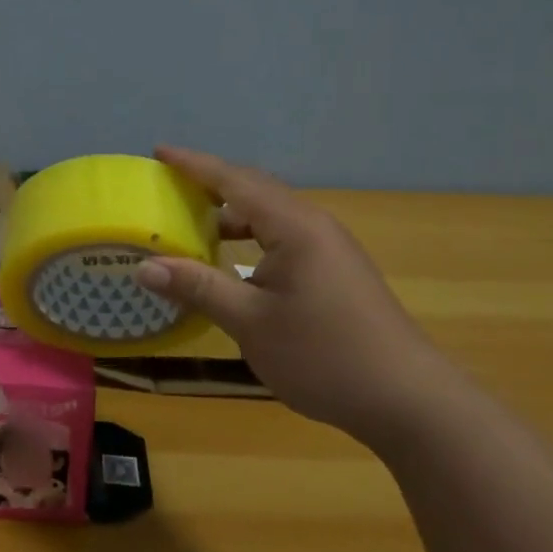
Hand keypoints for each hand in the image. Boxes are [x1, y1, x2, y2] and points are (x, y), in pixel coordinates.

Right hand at [133, 146, 460, 446]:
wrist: (408, 400)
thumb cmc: (324, 356)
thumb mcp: (251, 323)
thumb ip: (198, 288)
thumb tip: (144, 266)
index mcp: (294, 227)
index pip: (234, 181)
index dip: (194, 165)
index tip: (159, 150)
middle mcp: (313, 226)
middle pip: (255, 189)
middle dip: (210, 183)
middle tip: (168, 185)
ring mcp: (329, 248)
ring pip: (271, 214)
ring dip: (231, 213)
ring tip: (192, 222)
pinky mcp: (335, 271)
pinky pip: (283, 236)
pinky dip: (251, 236)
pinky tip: (232, 262)